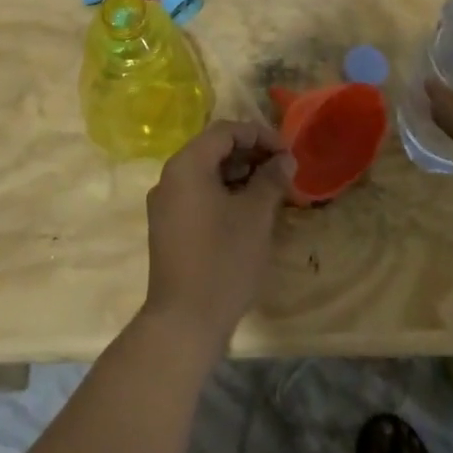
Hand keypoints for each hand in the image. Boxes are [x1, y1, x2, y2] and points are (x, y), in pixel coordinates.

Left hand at [142, 121, 294, 354]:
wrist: (184, 321)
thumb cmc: (223, 260)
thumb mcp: (255, 215)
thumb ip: (271, 179)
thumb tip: (285, 159)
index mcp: (186, 165)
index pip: (225, 131)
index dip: (259, 135)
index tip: (287, 152)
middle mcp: (169, 177)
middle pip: (213, 149)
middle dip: (250, 154)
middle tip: (282, 169)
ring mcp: (165, 204)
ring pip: (206, 173)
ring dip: (239, 174)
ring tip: (271, 189)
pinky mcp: (168, 226)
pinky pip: (198, 195)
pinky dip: (224, 193)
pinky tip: (248, 210)